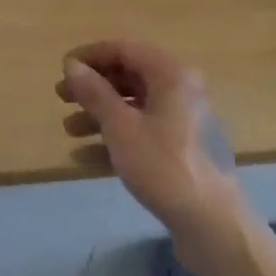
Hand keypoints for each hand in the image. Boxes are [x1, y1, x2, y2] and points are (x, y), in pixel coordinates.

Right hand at [56, 40, 244, 239]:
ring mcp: (183, 122)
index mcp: (171, 74)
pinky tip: (85, 157)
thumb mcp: (121, 126)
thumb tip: (71, 65)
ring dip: (99, 115)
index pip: (124, 49)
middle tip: (61, 97)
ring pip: (134, 107)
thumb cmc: (164, 165)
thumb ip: (94, 93)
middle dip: (93, 87)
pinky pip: (143, 133)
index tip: (63, 69)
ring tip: (69, 129)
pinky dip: (115, 139)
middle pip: (129, 77)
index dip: (91, 55)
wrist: (214, 226)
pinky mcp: (182, 151)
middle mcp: (180, 90)